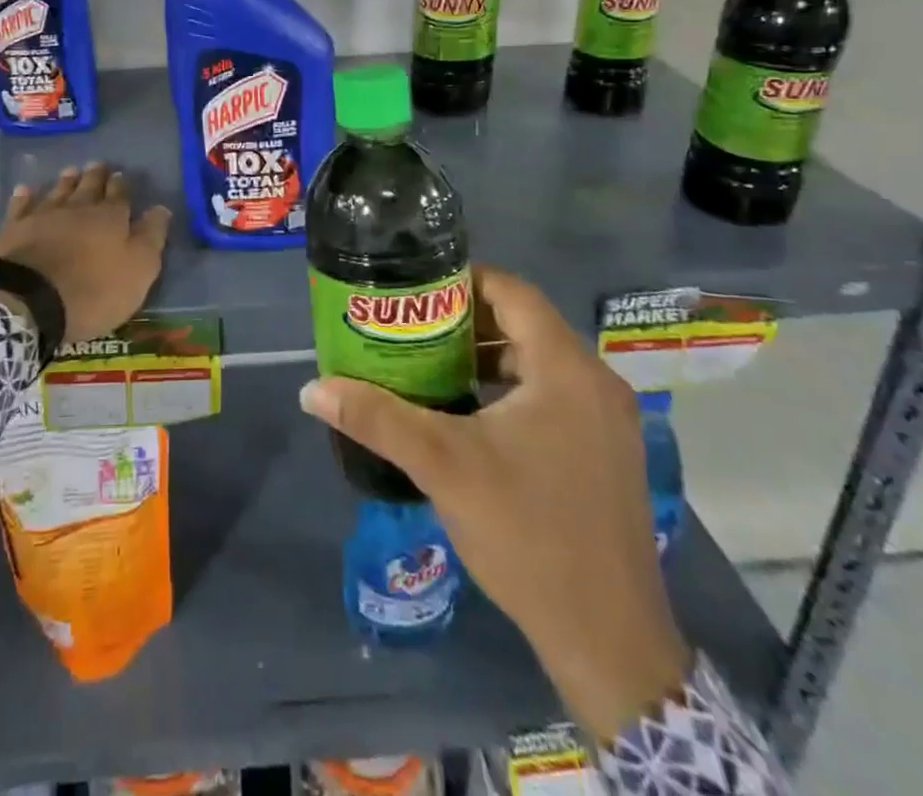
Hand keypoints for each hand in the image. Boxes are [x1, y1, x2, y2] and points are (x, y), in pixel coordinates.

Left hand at [0, 163, 170, 343]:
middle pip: (88, 187)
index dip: (121, 186)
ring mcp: (43, 216)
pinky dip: (25, 197)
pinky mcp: (14, 229)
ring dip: (66, 181)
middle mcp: (78, 208)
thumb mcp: (138, 270)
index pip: (119, 195)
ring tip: (71, 170)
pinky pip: (21, 206)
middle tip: (98, 164)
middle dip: (95, 176)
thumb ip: (151, 237)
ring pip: (58, 191)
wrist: (31, 300)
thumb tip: (161, 208)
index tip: (121, 175)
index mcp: (110, 218)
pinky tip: (25, 190)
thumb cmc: (94, 290)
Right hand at [299, 267, 689, 743]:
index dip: (462, 281)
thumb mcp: (443, 466)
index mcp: (567, 370)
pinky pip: (554, 396)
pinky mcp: (607, 455)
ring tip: (431, 366)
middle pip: (525, 325)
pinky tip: (470, 416)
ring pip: (540, 363)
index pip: (513, 291)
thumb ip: (377, 418)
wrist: (608, 641)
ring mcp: (609, 422)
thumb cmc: (527, 534)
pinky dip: (511, 390)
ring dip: (488, 357)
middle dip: (467, 322)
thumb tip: (313, 389)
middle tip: (413, 328)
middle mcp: (596, 384)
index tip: (416, 290)